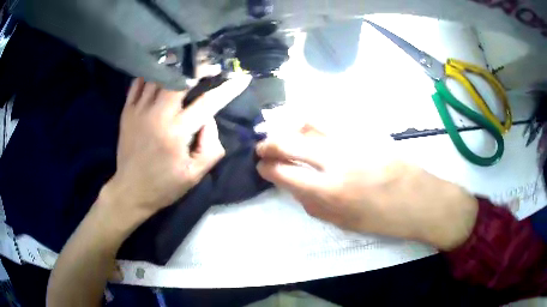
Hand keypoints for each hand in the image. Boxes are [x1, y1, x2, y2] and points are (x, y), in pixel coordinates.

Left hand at [101, 76, 250, 223]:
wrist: (130, 191)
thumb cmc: (164, 186)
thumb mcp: (195, 175)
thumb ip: (211, 147)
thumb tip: (209, 119)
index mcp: (176, 133)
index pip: (207, 103)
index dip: (227, 89)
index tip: (241, 78)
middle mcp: (157, 115)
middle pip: (180, 79)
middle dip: (199, 67)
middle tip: (211, 65)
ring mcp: (139, 110)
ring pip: (158, 76)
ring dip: (175, 66)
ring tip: (188, 62)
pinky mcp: (127, 111)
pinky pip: (138, 83)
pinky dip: (151, 73)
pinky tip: (161, 72)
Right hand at [256, 124, 477, 250]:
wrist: (420, 199)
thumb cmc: (383, 219)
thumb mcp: (343, 222)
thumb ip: (313, 204)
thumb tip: (292, 187)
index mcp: (330, 190)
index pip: (284, 172)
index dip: (267, 168)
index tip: (261, 166)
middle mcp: (336, 159)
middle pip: (290, 141)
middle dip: (269, 143)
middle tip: (263, 147)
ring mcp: (351, 139)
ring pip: (309, 122)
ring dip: (290, 127)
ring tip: (284, 134)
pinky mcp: (365, 130)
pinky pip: (331, 120)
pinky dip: (313, 122)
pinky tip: (309, 128)